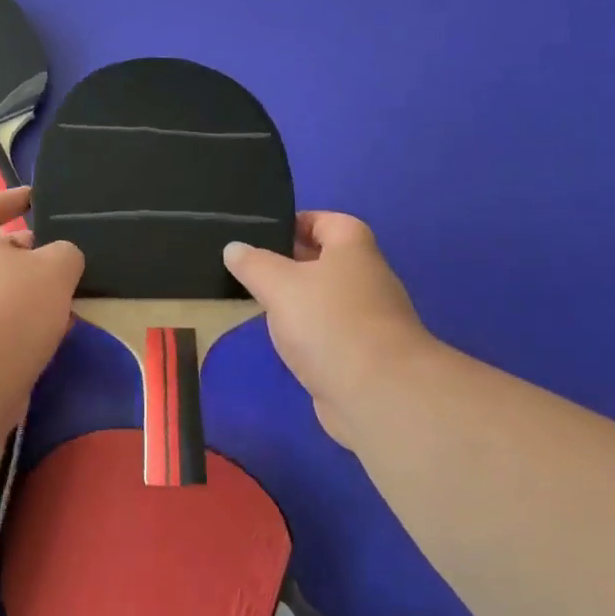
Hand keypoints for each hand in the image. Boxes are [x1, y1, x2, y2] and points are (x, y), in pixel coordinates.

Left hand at [0, 189, 83, 398]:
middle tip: (68, 262)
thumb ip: (65, 254)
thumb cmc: (8, 308)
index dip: (6, 199)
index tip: (35, 202)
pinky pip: (3, 330)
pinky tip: (57, 338)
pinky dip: (28, 329)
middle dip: (31, 256)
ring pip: (3, 295)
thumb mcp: (54, 269)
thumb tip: (62, 260)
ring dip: (35, 297)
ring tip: (73, 303)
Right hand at [224, 212, 433, 446]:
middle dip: (291, 261)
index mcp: (353, 250)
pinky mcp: (362, 355)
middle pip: (328, 260)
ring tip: (258, 302)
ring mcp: (368, 320)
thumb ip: (254, 264)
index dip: (298, 221)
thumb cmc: (329, 323)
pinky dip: (307, 333)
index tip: (263, 232)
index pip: (329, 221)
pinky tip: (282, 341)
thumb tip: (235, 248)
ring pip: (326, 299)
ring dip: (297, 300)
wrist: (379, 394)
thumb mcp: (280, 284)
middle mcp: (367, 279)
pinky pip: (329, 332)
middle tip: (250, 267)